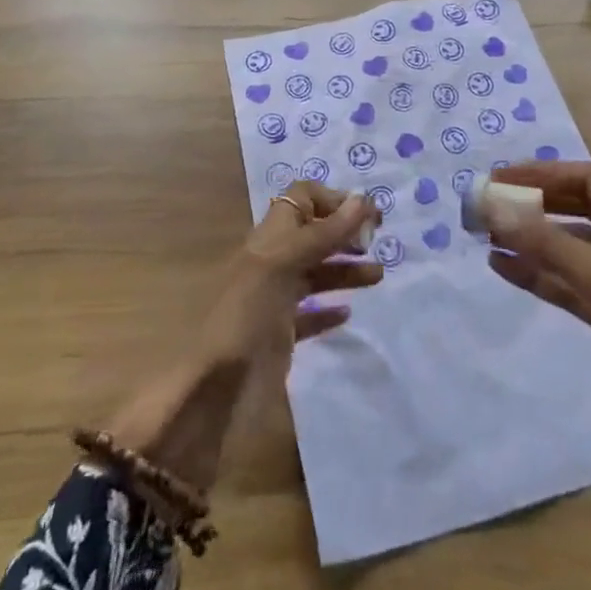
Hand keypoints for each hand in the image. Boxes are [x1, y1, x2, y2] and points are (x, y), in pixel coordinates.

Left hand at [197, 180, 382, 372]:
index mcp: (269, 238)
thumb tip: (363, 198)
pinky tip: (346, 312)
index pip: (300, 198)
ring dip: (346, 269)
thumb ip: (323, 234)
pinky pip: (309, 313)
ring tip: (377, 276)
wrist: (213, 391)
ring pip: (316, 273)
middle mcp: (272, 262)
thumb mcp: (282, 265)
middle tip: (375, 243)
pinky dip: (329, 308)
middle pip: (313, 235)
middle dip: (345, 233)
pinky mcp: (280, 335)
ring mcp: (275, 299)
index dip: (332, 200)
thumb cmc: (246, 316)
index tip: (365, 214)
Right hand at [484, 161, 590, 589]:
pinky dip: (543, 277)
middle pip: (583, 214)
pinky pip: (576, 287)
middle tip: (485, 208)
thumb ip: (550, 246)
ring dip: (534, 243)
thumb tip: (493, 207)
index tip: (497, 179)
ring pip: (575, 252)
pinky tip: (505, 268)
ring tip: (486, 236)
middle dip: (535, 209)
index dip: (544, 176)